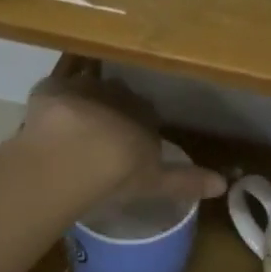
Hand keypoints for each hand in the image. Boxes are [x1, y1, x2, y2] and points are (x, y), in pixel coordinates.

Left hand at [21, 72, 223, 211]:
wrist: (70, 158)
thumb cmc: (117, 173)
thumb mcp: (155, 181)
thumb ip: (186, 180)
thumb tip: (224, 183)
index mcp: (144, 112)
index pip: (147, 113)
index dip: (138, 128)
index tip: (129, 147)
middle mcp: (116, 92)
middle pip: (117, 97)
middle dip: (112, 110)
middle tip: (99, 138)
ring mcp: (82, 87)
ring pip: (86, 90)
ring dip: (82, 103)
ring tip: (70, 130)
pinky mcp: (49, 88)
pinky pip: (53, 90)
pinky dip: (52, 102)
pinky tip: (46, 120)